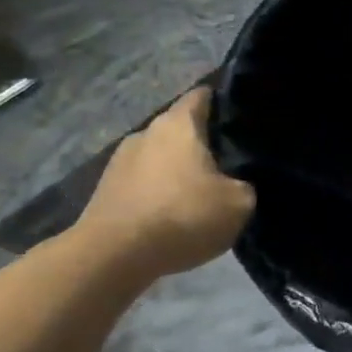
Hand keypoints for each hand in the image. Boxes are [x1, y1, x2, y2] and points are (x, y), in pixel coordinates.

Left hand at [75, 87, 254, 276]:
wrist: (113, 256)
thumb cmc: (183, 216)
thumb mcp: (239, 203)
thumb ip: (244, 185)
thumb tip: (236, 183)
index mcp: (179, 124)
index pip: (202, 96)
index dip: (224, 102)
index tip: (242, 117)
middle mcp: (146, 132)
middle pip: (181, 128)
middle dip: (203, 141)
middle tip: (230, 161)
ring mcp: (120, 161)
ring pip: (160, 156)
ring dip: (179, 169)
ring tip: (202, 191)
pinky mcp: (106, 190)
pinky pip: (143, 182)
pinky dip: (159, 192)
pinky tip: (174, 213)